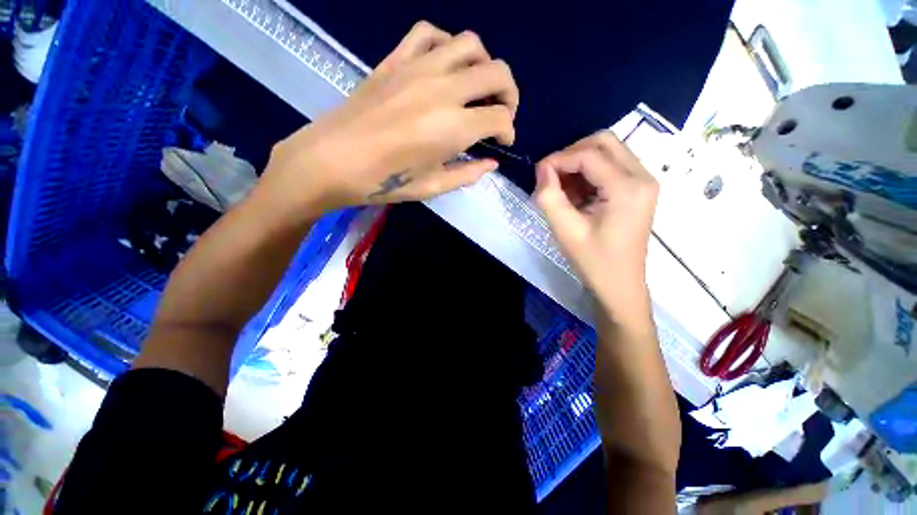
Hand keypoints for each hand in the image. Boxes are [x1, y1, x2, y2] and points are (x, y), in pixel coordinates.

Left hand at [262, 21, 518, 214]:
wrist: (332, 160)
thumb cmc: (384, 181)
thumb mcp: (432, 187)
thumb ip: (467, 174)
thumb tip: (491, 164)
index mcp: (453, 127)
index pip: (499, 117)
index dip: (508, 130)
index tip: (503, 142)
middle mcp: (443, 89)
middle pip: (496, 72)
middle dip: (509, 94)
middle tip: (500, 113)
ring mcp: (418, 67)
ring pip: (470, 44)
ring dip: (484, 64)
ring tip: (477, 88)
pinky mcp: (396, 59)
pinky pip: (429, 33)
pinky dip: (446, 45)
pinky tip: (445, 65)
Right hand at [533, 131, 658, 321]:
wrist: (619, 285)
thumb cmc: (593, 261)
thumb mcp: (565, 230)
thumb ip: (549, 197)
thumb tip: (542, 170)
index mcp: (628, 187)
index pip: (589, 154)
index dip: (558, 158)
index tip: (537, 173)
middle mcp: (642, 176)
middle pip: (604, 142)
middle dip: (572, 153)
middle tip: (551, 175)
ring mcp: (644, 181)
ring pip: (608, 151)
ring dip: (580, 162)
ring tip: (562, 187)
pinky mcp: (638, 189)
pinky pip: (611, 166)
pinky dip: (589, 172)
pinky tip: (576, 193)